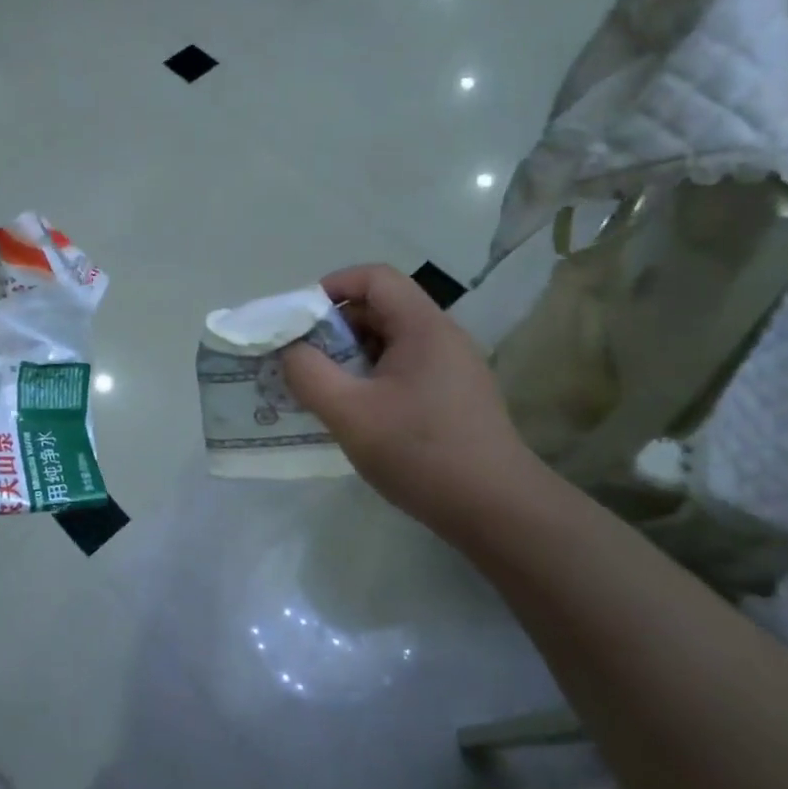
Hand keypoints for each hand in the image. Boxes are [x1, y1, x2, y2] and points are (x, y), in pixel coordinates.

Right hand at [281, 264, 538, 534]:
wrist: (496, 510)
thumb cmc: (420, 453)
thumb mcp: (349, 413)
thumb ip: (309, 374)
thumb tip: (291, 351)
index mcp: (423, 327)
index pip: (375, 278)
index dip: (333, 286)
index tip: (300, 320)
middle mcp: (442, 337)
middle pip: (381, 308)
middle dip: (335, 328)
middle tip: (303, 361)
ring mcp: (452, 369)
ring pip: (390, 342)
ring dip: (350, 357)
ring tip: (323, 390)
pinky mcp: (454, 398)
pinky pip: (403, 370)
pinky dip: (371, 379)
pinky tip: (356, 414)